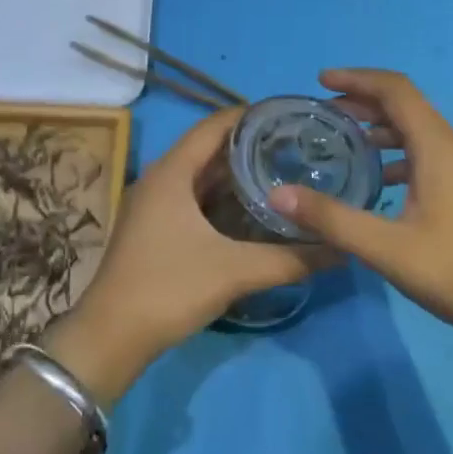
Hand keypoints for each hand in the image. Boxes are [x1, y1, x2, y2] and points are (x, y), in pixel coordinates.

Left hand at [47, 108, 332, 400]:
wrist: (110, 337)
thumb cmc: (168, 289)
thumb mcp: (235, 271)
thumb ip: (291, 259)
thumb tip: (342, 248)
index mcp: (171, 172)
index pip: (213, 126)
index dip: (250, 116)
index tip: (289, 116)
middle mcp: (159, 179)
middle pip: (208, 149)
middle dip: (249, 145)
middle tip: (294, 146)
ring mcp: (152, 205)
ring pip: (200, 176)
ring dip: (235, 173)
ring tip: (280, 172)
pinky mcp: (153, 228)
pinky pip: (192, 198)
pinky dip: (221, 198)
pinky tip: (250, 212)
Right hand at [268, 68, 452, 340]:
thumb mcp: (388, 249)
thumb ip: (333, 219)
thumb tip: (278, 196)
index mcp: (438, 147)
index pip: (395, 90)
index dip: (357, 78)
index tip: (320, 82)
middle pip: (405, 106)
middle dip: (363, 101)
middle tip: (323, 114)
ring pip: (417, 132)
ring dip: (380, 128)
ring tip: (343, 144)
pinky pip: (428, 154)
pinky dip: (397, 154)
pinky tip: (379, 184)